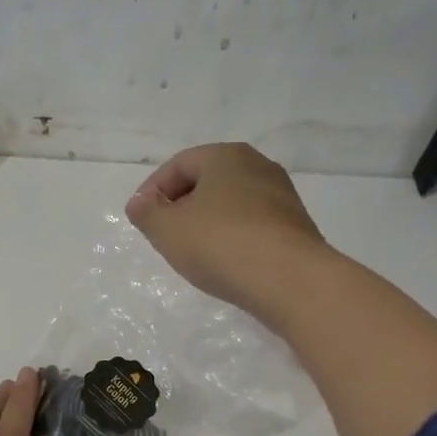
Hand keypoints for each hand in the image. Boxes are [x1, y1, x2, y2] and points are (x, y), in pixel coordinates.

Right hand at [126, 143, 331, 325]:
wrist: (291, 280)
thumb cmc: (220, 244)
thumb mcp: (167, 230)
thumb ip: (146, 213)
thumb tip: (140, 203)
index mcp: (226, 156)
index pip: (178, 164)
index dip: (153, 190)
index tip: (141, 219)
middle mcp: (258, 166)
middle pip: (207, 181)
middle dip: (181, 206)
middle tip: (164, 235)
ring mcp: (282, 196)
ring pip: (231, 203)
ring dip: (207, 223)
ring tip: (193, 252)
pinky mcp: (296, 226)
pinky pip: (252, 225)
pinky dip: (232, 237)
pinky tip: (226, 262)